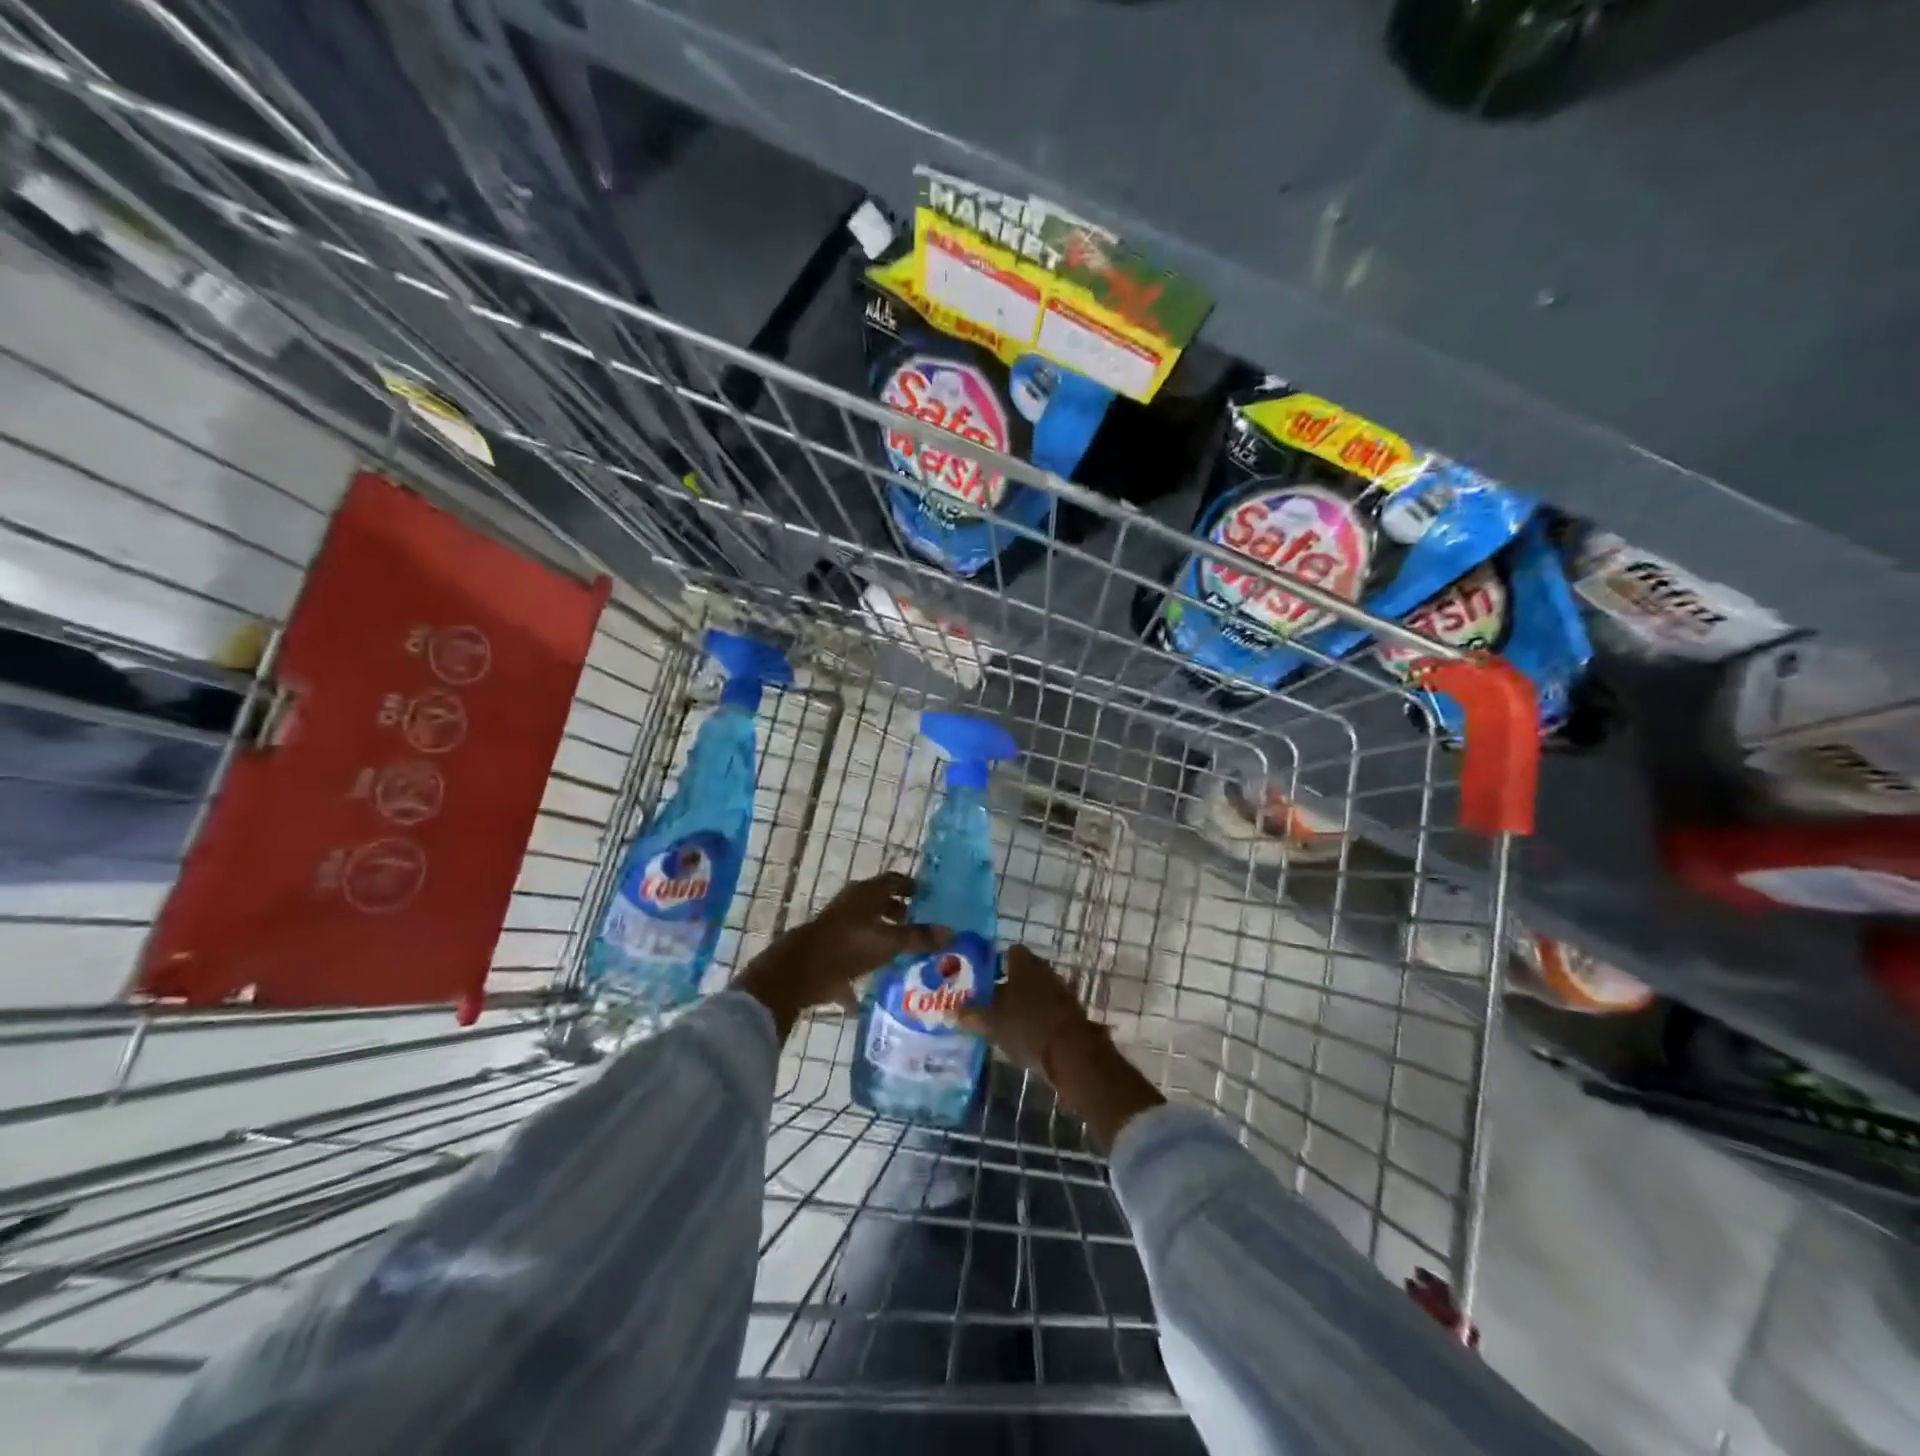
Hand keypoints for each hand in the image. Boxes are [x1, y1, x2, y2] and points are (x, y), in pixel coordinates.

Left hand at [736, 873, 947, 1038]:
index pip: (895, 881)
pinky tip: (875, 987)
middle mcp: (852, 904)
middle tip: (920, 925)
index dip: (912, 886)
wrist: (800, 971)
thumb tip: (951, 932)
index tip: (929, 896)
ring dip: (882, 937)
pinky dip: (864, 966)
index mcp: (866, 893)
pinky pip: (852, 954)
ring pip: (866, 927)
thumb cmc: (848, 946)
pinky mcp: (828, 950)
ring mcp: (837, 926)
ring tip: (903, 953)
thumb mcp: (889, 942)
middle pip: (880, 903)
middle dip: (899, 913)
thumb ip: (918, 937)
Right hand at [964, 946, 1164, 1148]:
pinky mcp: (1071, 1012)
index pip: (1010, 952)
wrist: (1071, 1053)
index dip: (997, 961)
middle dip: (1009, 983)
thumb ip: (970, 1015)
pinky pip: (1048, 1008)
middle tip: (990, 999)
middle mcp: (1044, 971)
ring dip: (1025, 1000)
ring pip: (1037, 989)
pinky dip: (1038, 1016)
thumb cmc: (1027, 1026)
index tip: (983, 976)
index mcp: (1025, 964)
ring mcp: (1061, 991)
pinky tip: (1025, 1032)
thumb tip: (949, 1012)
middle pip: (1024, 971)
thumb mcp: (991, 1022)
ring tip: (1005, 1018)